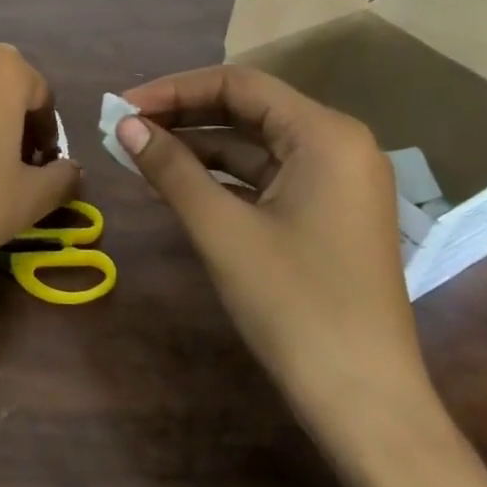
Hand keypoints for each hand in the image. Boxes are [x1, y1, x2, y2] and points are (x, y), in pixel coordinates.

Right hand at [114, 65, 433, 447]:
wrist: (364, 401)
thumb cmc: (294, 304)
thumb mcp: (222, 229)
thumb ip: (171, 168)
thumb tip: (124, 124)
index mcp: (325, 134)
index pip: (238, 84)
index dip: (174, 89)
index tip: (123, 107)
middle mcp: (337, 144)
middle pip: (247, 109)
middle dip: (183, 115)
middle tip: (125, 127)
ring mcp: (336, 180)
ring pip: (254, 144)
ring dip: (197, 147)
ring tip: (139, 153)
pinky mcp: (327, 212)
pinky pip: (265, 176)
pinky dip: (220, 177)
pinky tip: (175, 184)